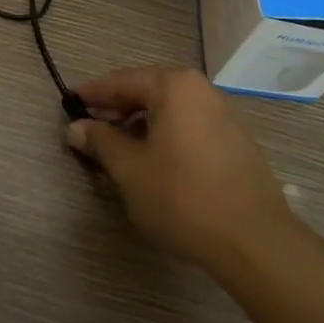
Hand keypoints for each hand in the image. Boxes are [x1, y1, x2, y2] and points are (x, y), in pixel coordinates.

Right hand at [65, 67, 294, 274]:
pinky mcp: (236, 143)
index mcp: (173, 86)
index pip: (122, 81)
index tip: (69, 101)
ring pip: (170, 111)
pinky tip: (154, 161)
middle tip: (90, 126)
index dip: (92, 93)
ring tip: (118, 148)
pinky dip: (165, 136)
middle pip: (148, 91)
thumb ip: (100, 142)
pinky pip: (189, 127)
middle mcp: (201, 91)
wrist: (254, 241)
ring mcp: (224, 116)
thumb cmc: (181, 196)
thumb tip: (75, 128)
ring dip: (141, 125)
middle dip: (117, 109)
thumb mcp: (129, 169)